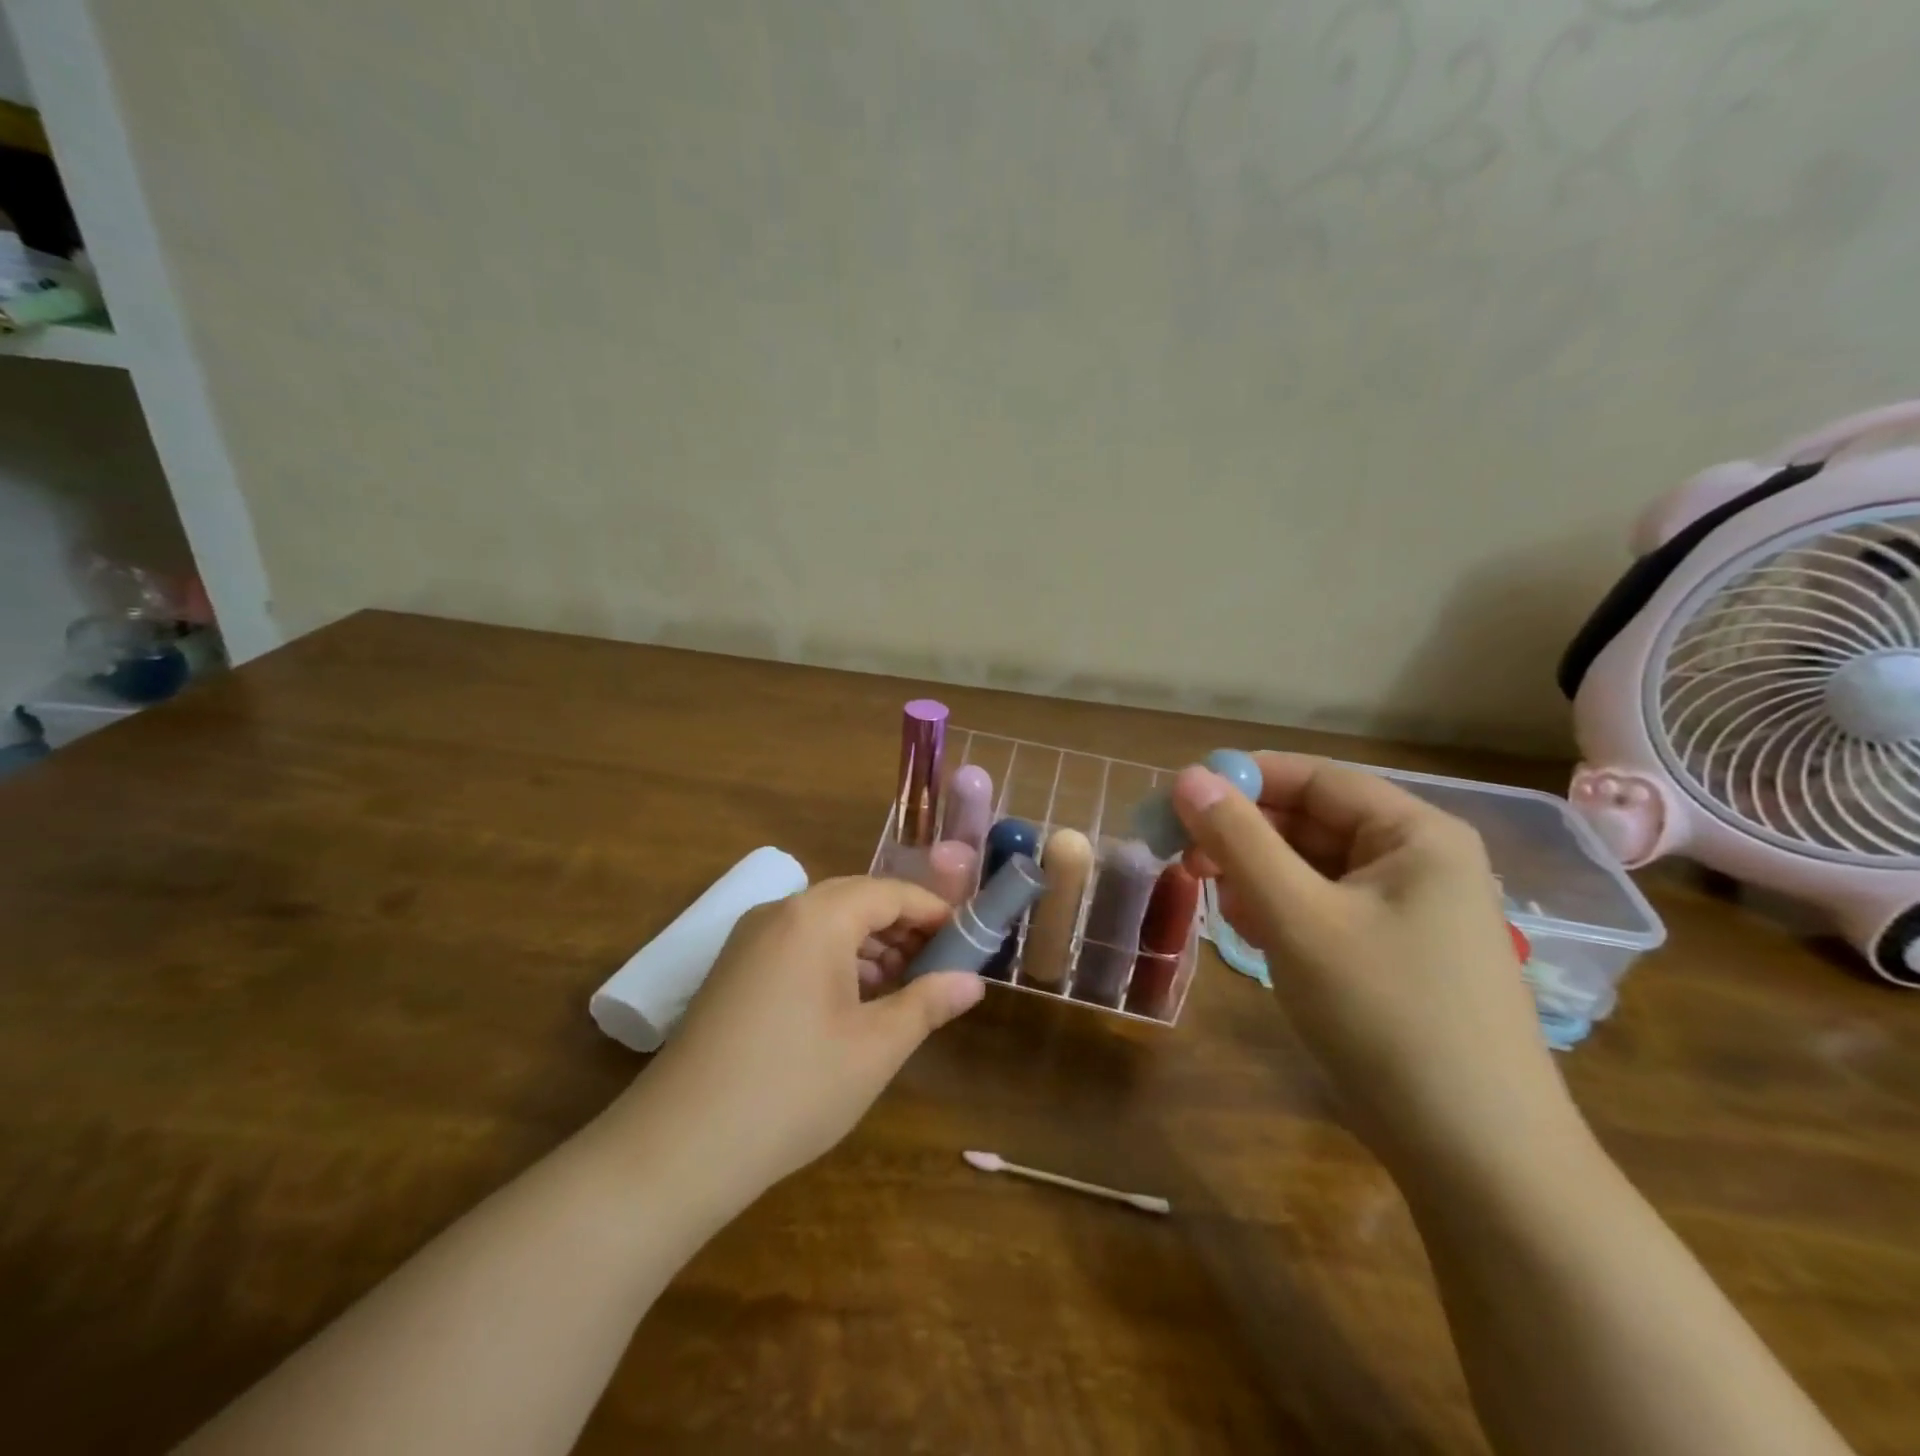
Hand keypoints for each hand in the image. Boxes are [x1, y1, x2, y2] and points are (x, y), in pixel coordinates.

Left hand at [619, 876, 984, 1204]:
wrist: (677, 1147)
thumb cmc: (793, 1088)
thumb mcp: (875, 1047)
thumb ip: (928, 1004)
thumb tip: (973, 982)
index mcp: (817, 917)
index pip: (889, 893)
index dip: (933, 912)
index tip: (967, 938)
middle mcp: (779, 912)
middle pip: (855, 901)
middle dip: (901, 928)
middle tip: (937, 966)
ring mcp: (748, 940)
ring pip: (824, 923)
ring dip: (867, 945)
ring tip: (899, 987)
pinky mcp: (732, 970)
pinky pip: (796, 944)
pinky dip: (832, 960)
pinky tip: (850, 1002)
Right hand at [1172, 753, 1571, 1169]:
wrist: (1478, 1159)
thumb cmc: (1387, 1016)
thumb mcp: (1298, 918)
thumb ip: (1238, 841)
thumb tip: (1186, 776)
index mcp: (1415, 834)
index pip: (1315, 778)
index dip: (1244, 778)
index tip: (1179, 797)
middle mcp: (1418, 861)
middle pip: (1313, 822)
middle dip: (1246, 835)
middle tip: (1183, 857)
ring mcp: (1411, 912)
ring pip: (1314, 868)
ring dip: (1258, 876)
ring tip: (1218, 904)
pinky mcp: (1396, 955)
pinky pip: (1326, 909)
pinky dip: (1283, 911)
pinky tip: (1254, 934)